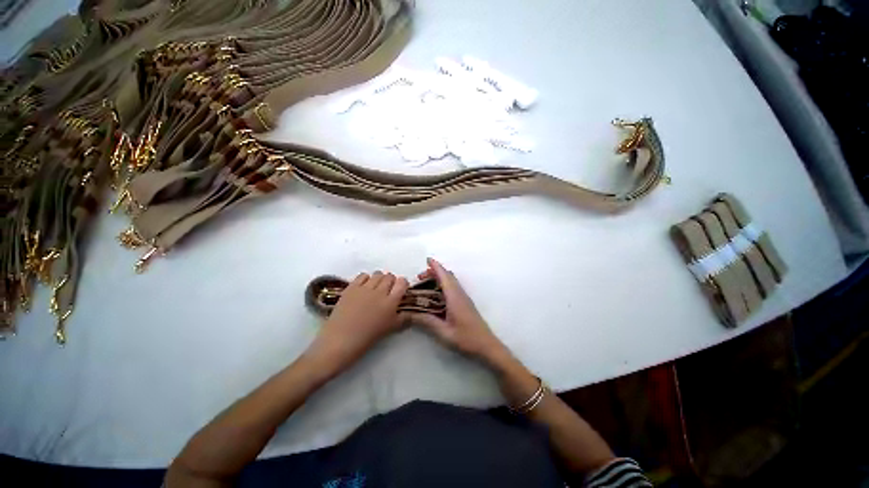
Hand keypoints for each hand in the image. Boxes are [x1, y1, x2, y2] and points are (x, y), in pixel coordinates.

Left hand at [307, 271, 408, 375]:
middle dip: (391, 281)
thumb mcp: (390, 329)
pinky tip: (364, 287)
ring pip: (377, 274)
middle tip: (387, 290)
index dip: (403, 284)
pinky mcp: (351, 287)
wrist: (340, 340)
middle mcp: (380, 291)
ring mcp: (365, 288)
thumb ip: (403, 319)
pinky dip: (366, 279)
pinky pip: (363, 275)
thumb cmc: (368, 337)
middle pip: (390, 277)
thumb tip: (412, 314)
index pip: (402, 283)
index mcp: (391, 302)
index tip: (400, 289)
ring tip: (375, 288)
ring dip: (379, 279)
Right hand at [411, 258, 506, 361]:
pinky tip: (436, 294)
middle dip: (435, 271)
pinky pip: (453, 287)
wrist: (487, 346)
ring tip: (426, 283)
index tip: (427, 259)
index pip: (444, 277)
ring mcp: (464, 298)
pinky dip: (443, 284)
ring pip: (451, 281)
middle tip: (420, 277)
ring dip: (439, 277)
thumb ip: (427, 322)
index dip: (436, 266)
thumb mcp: (444, 332)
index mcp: (454, 297)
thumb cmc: (466, 339)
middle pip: (448, 276)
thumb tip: (410, 313)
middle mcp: (460, 294)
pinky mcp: (465, 303)